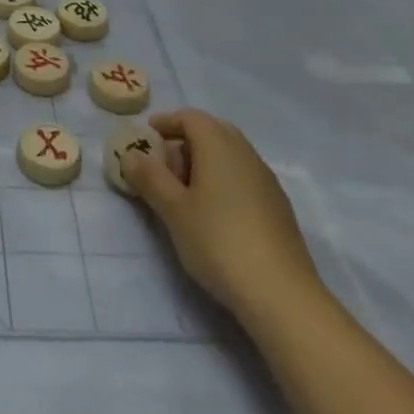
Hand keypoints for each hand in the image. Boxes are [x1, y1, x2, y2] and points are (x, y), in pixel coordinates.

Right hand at [122, 110, 321, 327]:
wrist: (283, 296)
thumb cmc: (219, 242)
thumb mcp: (173, 210)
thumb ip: (149, 178)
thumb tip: (130, 155)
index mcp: (219, 145)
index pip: (190, 117)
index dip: (166, 122)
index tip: (148, 138)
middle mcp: (245, 154)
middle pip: (213, 131)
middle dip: (186, 141)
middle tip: (165, 164)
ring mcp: (267, 181)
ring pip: (231, 155)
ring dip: (206, 161)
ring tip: (186, 192)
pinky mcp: (279, 208)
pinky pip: (244, 177)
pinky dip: (224, 181)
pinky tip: (215, 214)